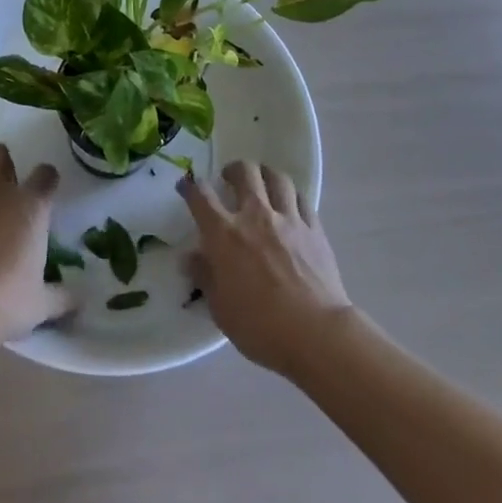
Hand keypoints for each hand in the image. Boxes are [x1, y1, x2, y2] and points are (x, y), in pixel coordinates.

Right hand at [179, 160, 351, 376]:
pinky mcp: (314, 228)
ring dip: (265, 174)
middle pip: (244, 173)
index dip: (191, 187)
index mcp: (224, 234)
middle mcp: (255, 215)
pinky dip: (292, 196)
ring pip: (276, 178)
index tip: (186, 186)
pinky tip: (290, 205)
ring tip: (262, 182)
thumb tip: (190, 258)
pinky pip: (301, 199)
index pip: (201, 197)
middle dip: (233, 170)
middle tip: (229, 179)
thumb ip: (205, 277)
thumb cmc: (260, 327)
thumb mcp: (220, 309)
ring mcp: (288, 219)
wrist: (315, 333)